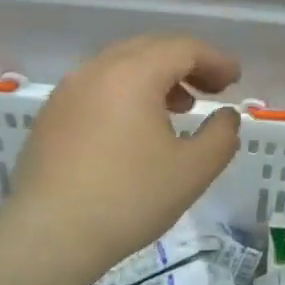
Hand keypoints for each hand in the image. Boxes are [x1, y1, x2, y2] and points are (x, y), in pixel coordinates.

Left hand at [7, 35, 242, 274]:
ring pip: (122, 65)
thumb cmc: (128, 198)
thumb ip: (221, 136)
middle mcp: (98, 69)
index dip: (215, 60)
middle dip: (187, 63)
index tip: (235, 80)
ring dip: (157, 76)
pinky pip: (98, 86)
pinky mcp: (52, 114)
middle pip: (152, 48)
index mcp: (134, 73)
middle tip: (213, 88)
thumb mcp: (193, 171)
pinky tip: (136, 127)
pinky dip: (127, 92)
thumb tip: (227, 116)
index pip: (184, 48)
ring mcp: (69, 90)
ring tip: (179, 108)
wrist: (48, 236)